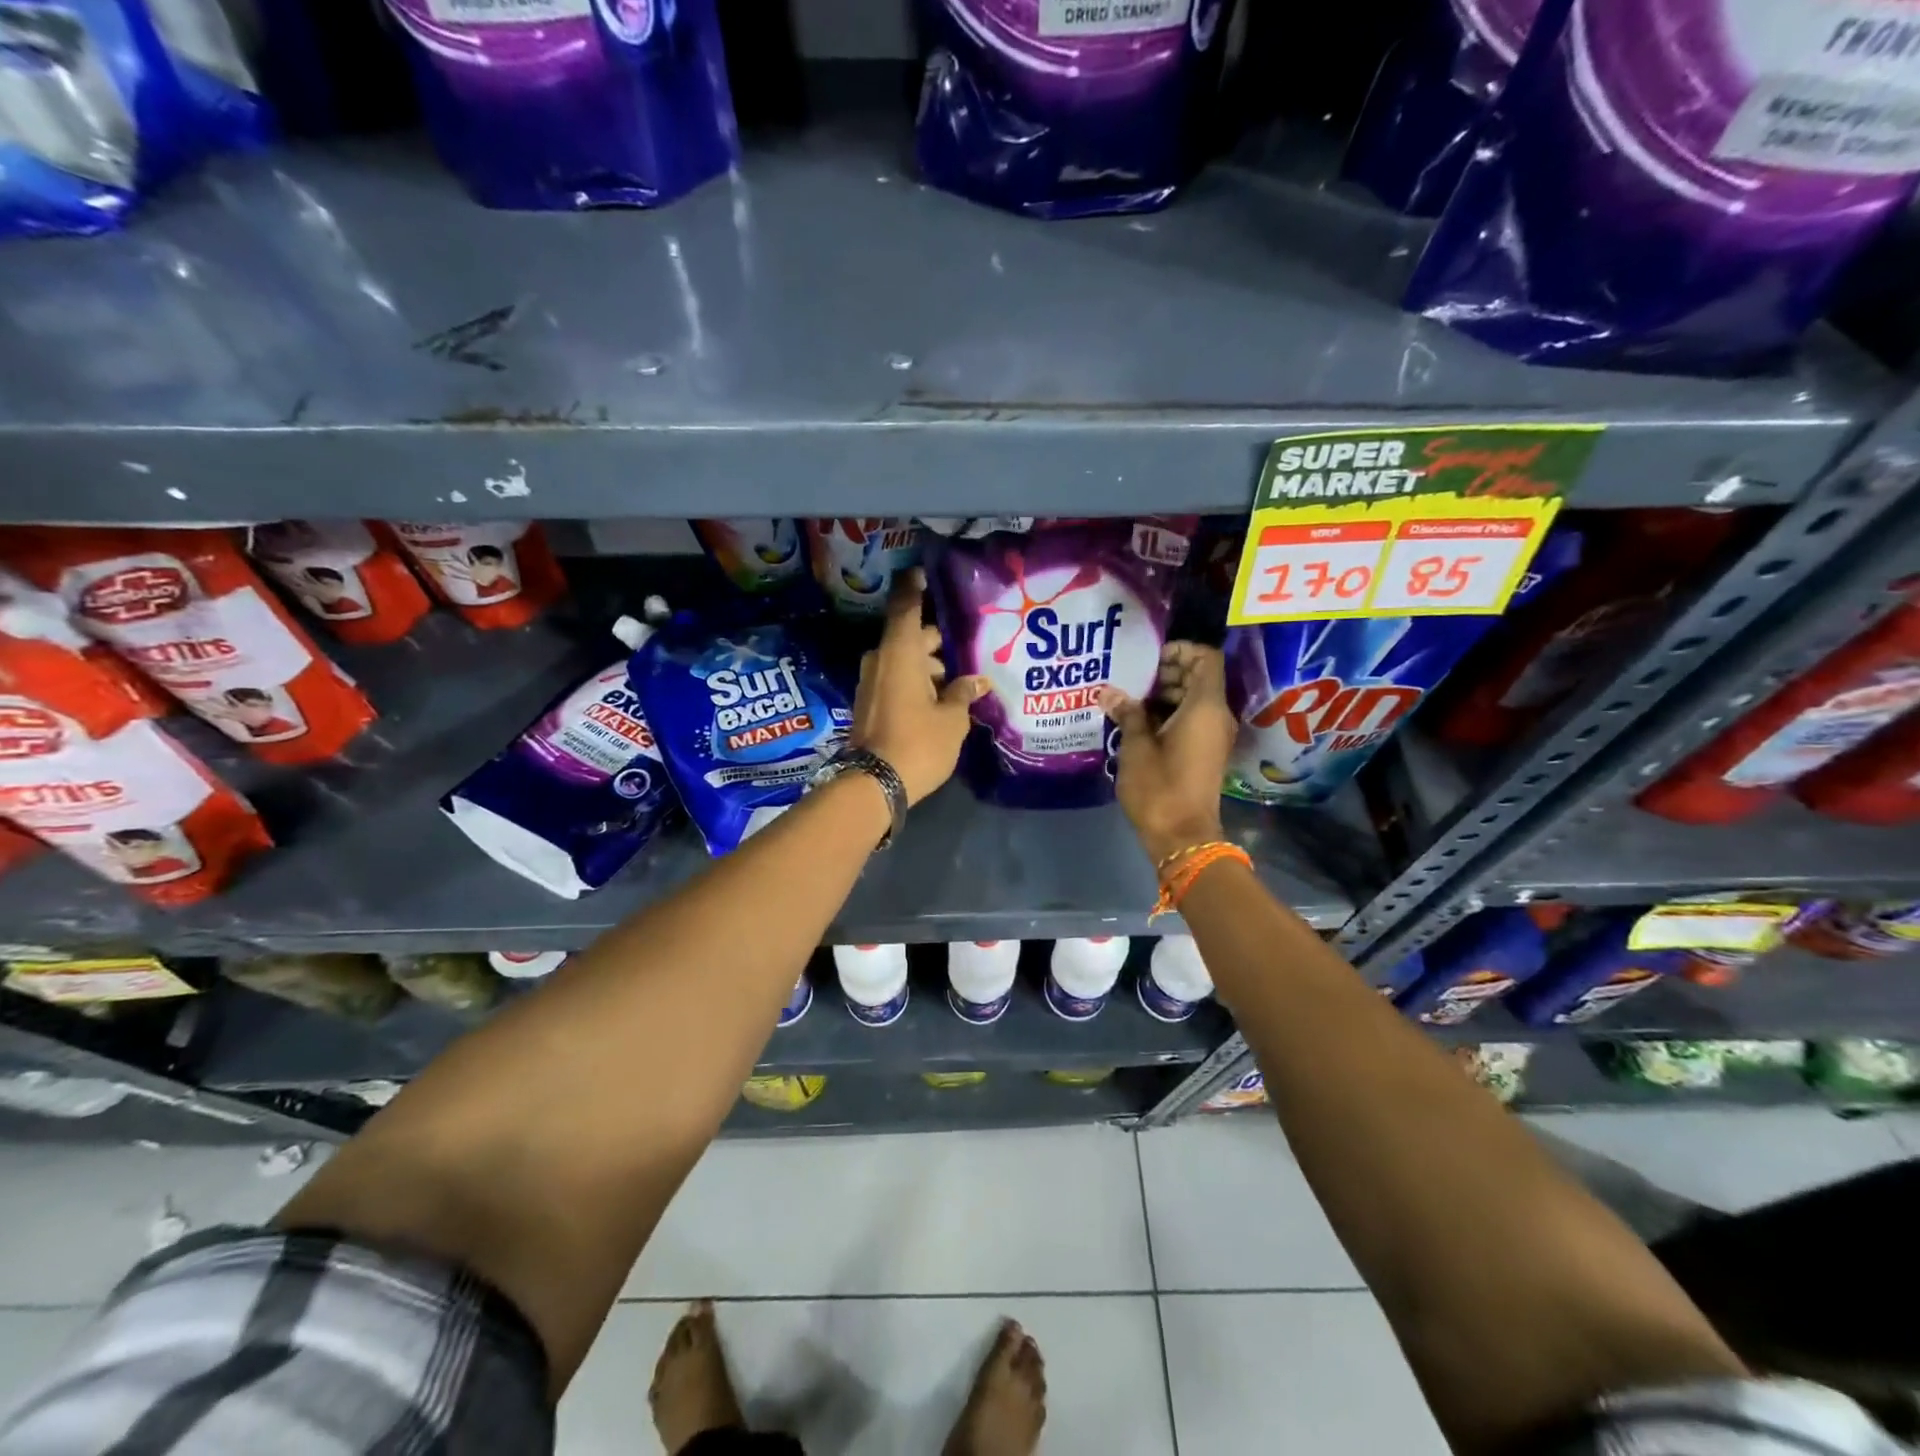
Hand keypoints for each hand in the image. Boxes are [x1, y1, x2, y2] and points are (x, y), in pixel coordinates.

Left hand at [852, 569, 987, 805]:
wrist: (874, 785)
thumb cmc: (918, 743)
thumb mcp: (952, 719)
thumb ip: (964, 694)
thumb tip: (978, 681)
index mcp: (900, 653)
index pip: (907, 607)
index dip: (916, 588)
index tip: (926, 574)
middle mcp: (881, 660)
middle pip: (911, 638)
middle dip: (937, 642)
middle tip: (969, 648)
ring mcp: (871, 682)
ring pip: (904, 661)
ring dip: (928, 667)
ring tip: (961, 681)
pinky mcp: (869, 703)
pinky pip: (896, 680)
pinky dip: (916, 681)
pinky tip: (941, 697)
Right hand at [1098, 642, 1237, 865]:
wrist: (1182, 836)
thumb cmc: (1159, 787)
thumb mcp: (1136, 747)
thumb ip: (1127, 714)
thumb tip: (1109, 693)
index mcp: (1205, 707)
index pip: (1205, 658)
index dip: (1180, 650)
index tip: (1150, 658)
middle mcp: (1217, 716)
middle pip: (1200, 677)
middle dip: (1167, 671)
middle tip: (1132, 677)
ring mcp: (1214, 736)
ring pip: (1195, 700)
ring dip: (1165, 694)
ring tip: (1129, 699)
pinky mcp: (1206, 752)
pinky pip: (1192, 720)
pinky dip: (1169, 713)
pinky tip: (1138, 722)